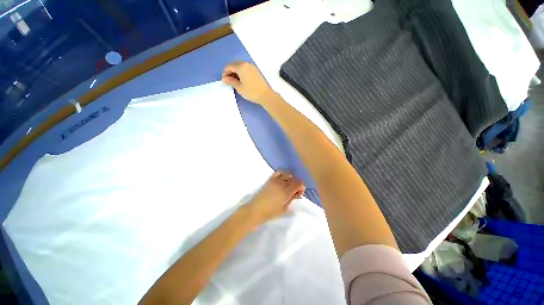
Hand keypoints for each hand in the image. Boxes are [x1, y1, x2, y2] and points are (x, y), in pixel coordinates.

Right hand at [222, 62, 274, 102]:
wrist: (265, 95)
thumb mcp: (239, 87)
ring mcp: (252, 67)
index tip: (224, 81)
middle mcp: (246, 64)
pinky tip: (241, 81)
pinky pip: (245, 69)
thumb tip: (224, 79)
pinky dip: (241, 73)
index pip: (229, 66)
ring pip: (240, 67)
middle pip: (234, 65)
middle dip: (230, 72)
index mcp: (241, 66)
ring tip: (235, 82)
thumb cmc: (251, 92)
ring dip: (235, 72)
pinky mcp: (256, 71)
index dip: (224, 73)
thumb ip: (230, 81)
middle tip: (229, 82)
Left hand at [245, 170, 304, 223]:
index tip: (299, 194)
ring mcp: (275, 180)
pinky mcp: (270, 179)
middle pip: (294, 178)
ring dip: (290, 179)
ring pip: (287, 174)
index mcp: (286, 192)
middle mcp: (281, 184)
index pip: (298, 183)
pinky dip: (283, 174)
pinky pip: (278, 172)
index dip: (301, 187)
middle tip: (294, 192)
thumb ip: (292, 199)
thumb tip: (297, 194)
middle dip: (297, 184)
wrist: (255, 209)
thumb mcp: (284, 209)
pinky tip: (282, 180)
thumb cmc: (270, 212)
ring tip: (288, 186)